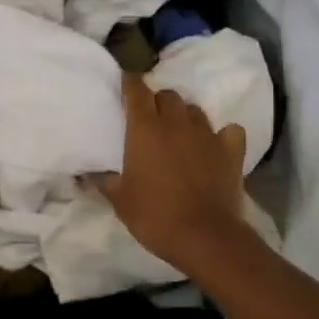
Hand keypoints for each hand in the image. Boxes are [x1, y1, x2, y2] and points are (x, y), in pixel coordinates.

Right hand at [94, 73, 250, 278]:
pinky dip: (221, 134)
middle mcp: (176, 123)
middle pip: (167, 95)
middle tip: (149, 118)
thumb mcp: (118, 199)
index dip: (130, 82)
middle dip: (157, 101)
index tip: (124, 82)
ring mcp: (207, 134)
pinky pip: (228, 131)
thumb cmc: (153, 215)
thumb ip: (103, 179)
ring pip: (194, 110)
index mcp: (145, 128)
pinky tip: (214, 145)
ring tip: (178, 132)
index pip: (136, 90)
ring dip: (184, 116)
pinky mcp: (231, 150)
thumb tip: (86, 172)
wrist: (204, 236)